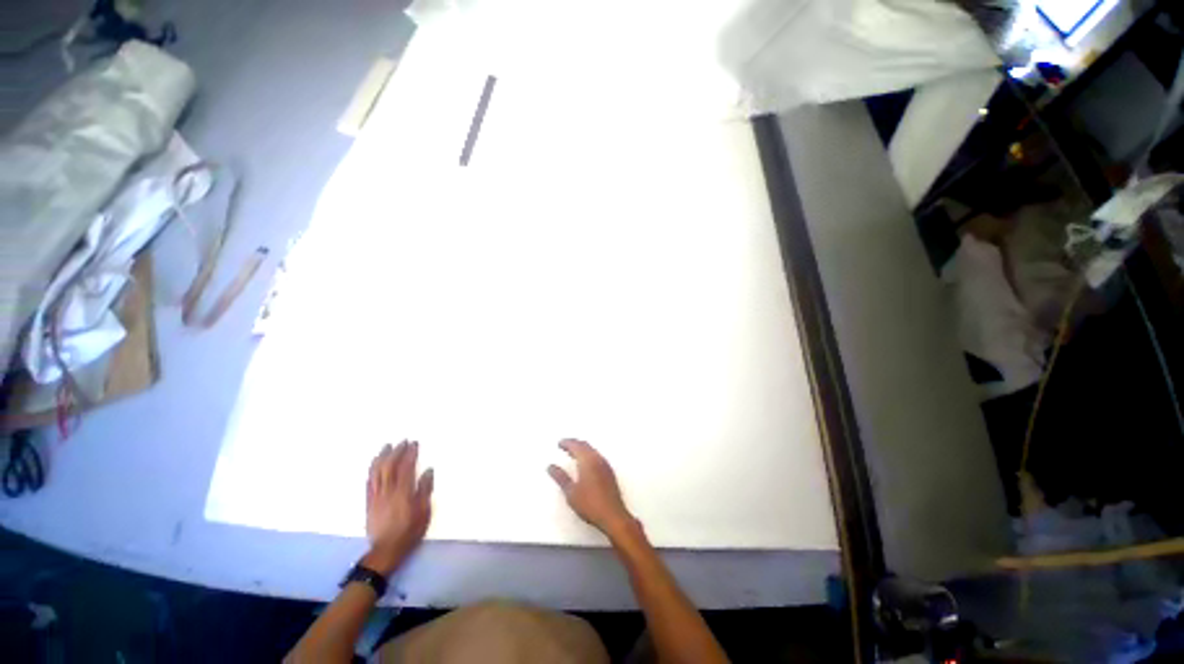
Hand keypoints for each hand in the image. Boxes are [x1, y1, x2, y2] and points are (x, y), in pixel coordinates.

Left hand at [364, 441, 432, 574]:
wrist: (386, 550)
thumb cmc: (409, 531)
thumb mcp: (424, 512)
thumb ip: (425, 490)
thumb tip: (428, 471)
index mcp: (403, 493)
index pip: (406, 467)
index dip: (410, 454)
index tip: (414, 443)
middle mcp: (387, 491)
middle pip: (390, 466)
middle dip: (396, 452)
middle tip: (402, 441)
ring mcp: (376, 496)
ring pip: (376, 472)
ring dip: (382, 457)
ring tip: (387, 447)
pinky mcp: (369, 502)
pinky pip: (369, 482)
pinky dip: (372, 470)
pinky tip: (375, 464)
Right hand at [548, 439, 637, 539]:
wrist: (612, 516)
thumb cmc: (590, 504)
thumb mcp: (571, 492)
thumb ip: (560, 477)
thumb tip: (551, 467)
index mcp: (587, 461)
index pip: (576, 445)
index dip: (567, 443)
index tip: (559, 443)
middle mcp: (598, 459)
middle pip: (585, 445)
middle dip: (574, 443)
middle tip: (565, 445)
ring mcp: (605, 465)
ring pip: (592, 450)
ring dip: (582, 448)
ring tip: (573, 453)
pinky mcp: (609, 472)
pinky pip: (597, 456)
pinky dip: (589, 454)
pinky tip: (585, 463)